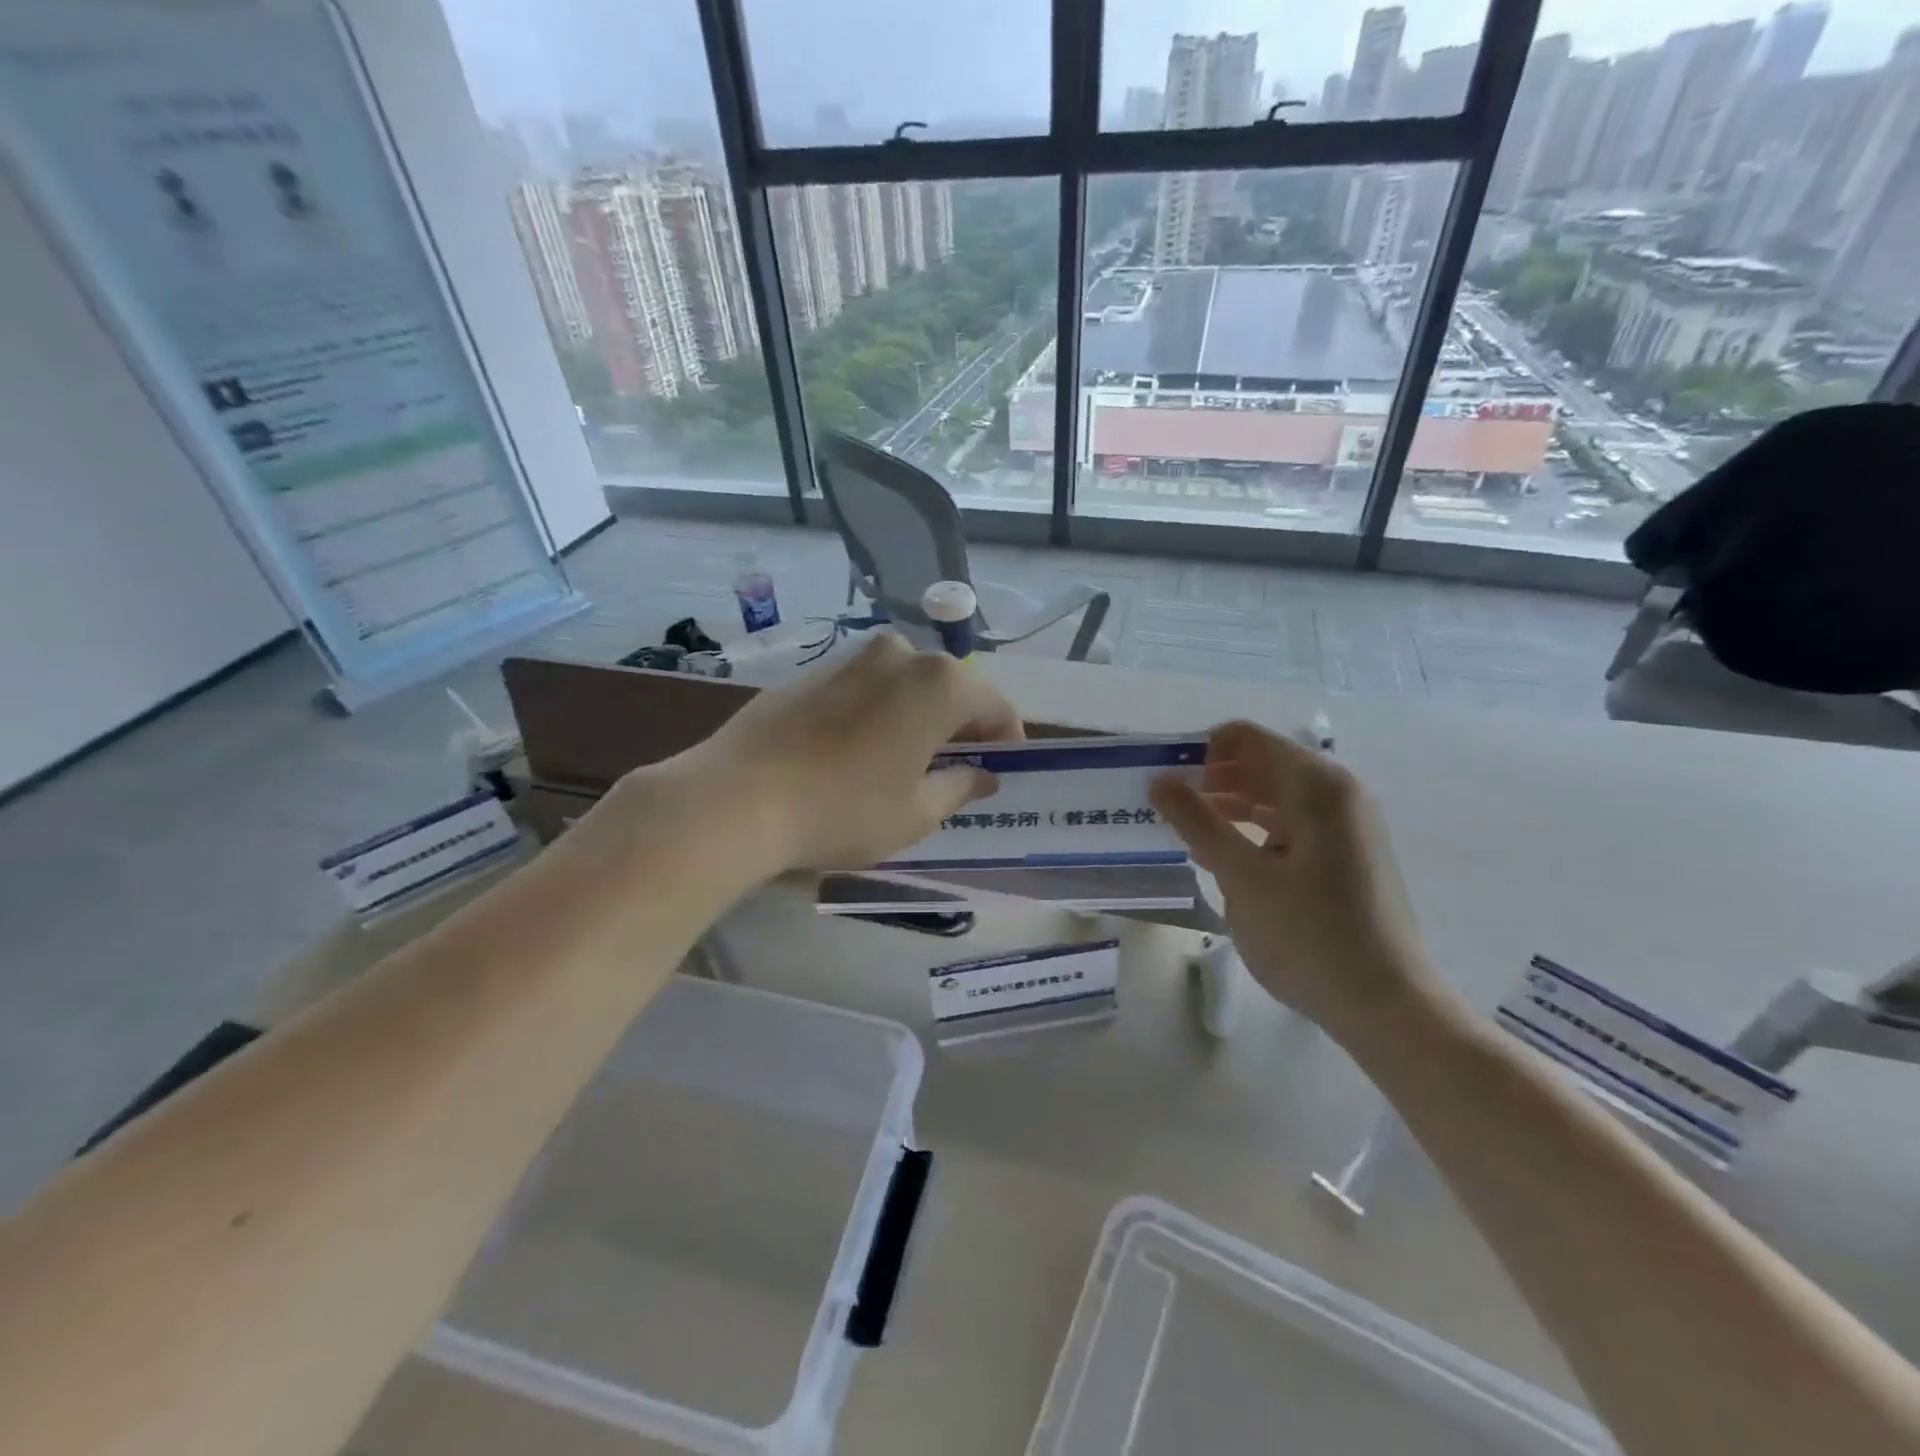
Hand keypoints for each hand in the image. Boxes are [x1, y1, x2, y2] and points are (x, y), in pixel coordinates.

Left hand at [660, 633, 1021, 875]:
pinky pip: (867, 689)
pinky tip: (860, 751)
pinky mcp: (813, 671)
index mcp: (939, 684)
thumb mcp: (916, 813)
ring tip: (908, 762)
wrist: (738, 797)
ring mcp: (852, 658)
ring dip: (919, 717)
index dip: (1006, 740)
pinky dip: (879, 712)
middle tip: (958, 769)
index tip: (1003, 770)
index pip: (995, 707)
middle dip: (961, 726)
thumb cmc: (844, 809)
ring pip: (906, 685)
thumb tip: (983, 775)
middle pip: (951, 689)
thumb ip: (960, 787)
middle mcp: (900, 655)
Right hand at [1149, 721, 1437, 1038]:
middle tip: (1170, 813)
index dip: (1200, 753)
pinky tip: (1228, 859)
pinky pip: (1292, 823)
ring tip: (1190, 837)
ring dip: (1230, 807)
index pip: (1245, 738)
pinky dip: (1256, 830)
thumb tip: (1159, 780)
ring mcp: (1348, 824)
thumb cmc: (1309, 936)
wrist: (1386, 1005)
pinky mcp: (1348, 854)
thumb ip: (1197, 822)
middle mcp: (1338, 792)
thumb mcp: (1242, 877)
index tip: (1168, 786)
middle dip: (1212, 781)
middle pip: (1261, 763)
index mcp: (1316, 785)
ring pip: (1275, 795)